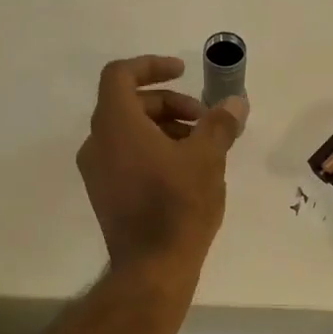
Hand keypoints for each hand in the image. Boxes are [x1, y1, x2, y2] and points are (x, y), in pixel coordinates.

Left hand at [77, 55, 247, 276]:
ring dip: (164, 127)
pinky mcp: (104, 194)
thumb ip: (219, 124)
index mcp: (115, 124)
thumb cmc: (178, 205)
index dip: (151, 65)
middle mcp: (97, 142)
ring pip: (128, 131)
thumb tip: (235, 102)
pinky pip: (125, 155)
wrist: (152, 267)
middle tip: (205, 121)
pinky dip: (152, 149)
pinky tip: (185, 171)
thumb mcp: (207, 158)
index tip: (183, 71)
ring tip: (201, 148)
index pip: (120, 74)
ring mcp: (97, 171)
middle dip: (170, 103)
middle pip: (129, 103)